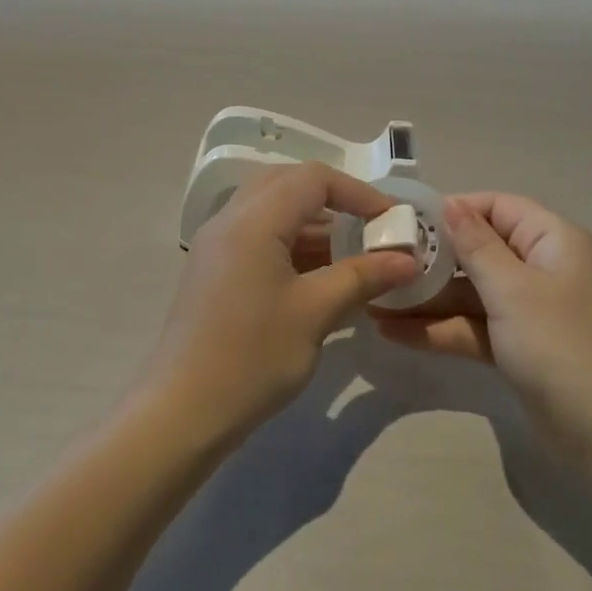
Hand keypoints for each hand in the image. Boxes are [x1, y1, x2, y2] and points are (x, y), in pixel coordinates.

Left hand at [147, 163, 419, 440]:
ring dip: (312, 223)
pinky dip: (291, 242)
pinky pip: (257, 235)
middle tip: (367, 227)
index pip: (313, 178)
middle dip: (333, 200)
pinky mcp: (212, 270)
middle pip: (288, 184)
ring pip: (271, 210)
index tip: (390, 221)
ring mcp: (216, 244)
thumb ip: (364, 276)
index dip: (358, 192)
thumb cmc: (253, 356)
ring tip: (351, 254)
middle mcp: (230, 219)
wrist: (182, 412)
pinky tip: (317, 275)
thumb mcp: (316, 313)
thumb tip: (409, 259)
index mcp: (253, 220)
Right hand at [375, 194, 591, 453]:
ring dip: (428, 300)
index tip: (407, 222)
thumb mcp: (512, 289)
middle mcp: (541, 267)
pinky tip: (394, 333)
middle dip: (432, 260)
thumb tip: (449, 203)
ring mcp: (529, 310)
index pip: (497, 207)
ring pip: (472, 293)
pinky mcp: (519, 346)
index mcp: (551, 240)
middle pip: (480, 250)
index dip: (454, 210)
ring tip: (375, 304)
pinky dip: (441, 330)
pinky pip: (474, 326)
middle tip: (382, 264)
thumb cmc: (560, 344)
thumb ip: (475, 245)